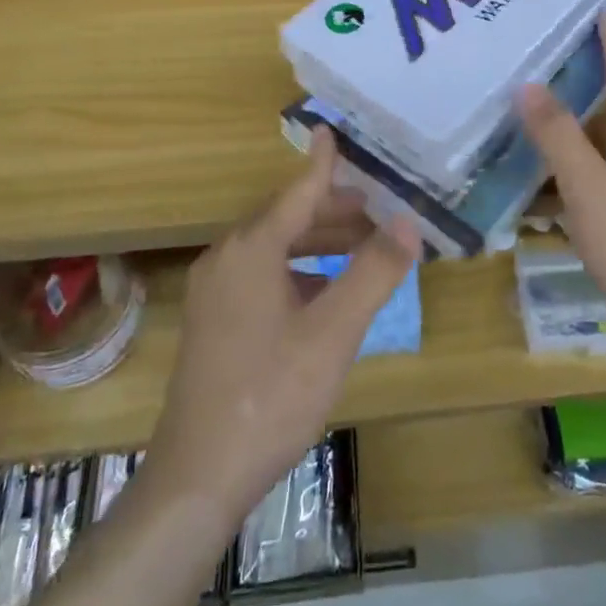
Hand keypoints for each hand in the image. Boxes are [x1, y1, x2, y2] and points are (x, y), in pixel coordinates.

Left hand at [144, 127, 419, 536]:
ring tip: (360, 247)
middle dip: (332, 210)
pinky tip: (323, 293)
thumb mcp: (334, 333)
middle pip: (286, 218)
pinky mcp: (212, 321)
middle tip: (376, 209)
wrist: (198, 476)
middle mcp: (226, 258)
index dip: (322, 163)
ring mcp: (214, 291)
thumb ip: (373, 273)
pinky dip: (297, 270)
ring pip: (274, 249)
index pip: (297, 191)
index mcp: (251, 249)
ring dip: (317, 243)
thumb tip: (408, 224)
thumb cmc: (271, 395)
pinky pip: (261, 275)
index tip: (330, 129)